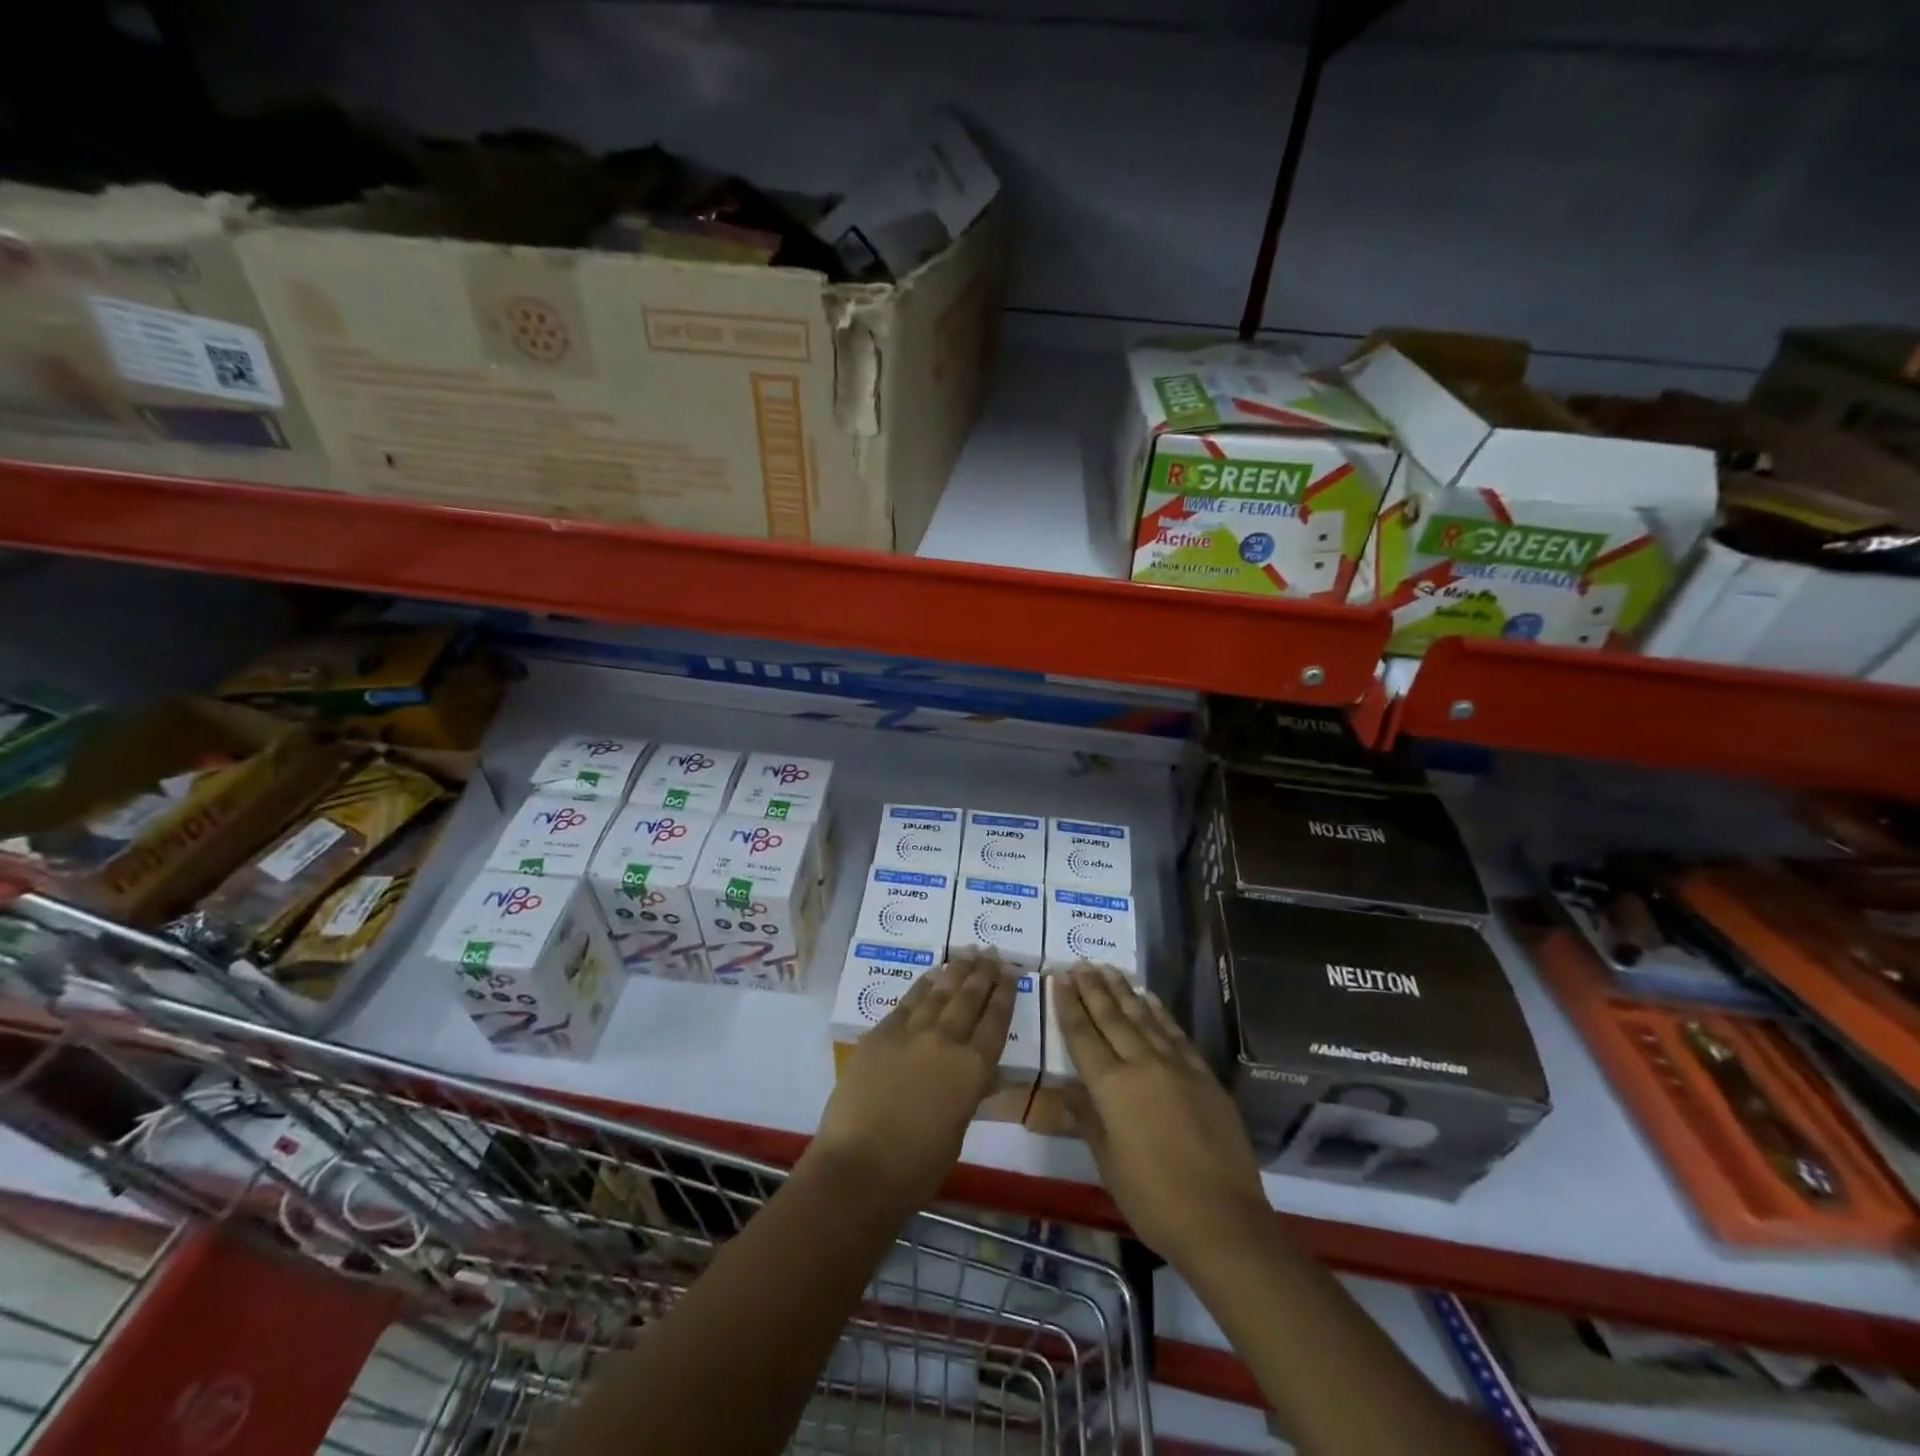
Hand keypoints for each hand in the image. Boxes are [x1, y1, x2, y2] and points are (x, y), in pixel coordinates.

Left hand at [812, 949, 1015, 1212]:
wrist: (860, 1167)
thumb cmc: (917, 1166)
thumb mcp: (958, 1129)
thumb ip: (968, 1092)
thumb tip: (977, 1073)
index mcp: (974, 1070)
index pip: (996, 1021)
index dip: (1005, 994)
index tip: (1010, 973)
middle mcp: (947, 1041)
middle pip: (970, 999)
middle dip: (984, 974)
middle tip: (992, 953)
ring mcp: (912, 1032)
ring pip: (941, 992)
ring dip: (957, 971)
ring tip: (968, 953)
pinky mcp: (882, 1033)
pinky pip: (909, 1000)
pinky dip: (924, 984)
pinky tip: (933, 974)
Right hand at [1057, 965, 1271, 1264]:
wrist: (1223, 1221)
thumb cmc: (1154, 1199)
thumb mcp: (1108, 1163)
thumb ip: (1087, 1118)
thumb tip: (1066, 1090)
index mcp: (1112, 1087)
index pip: (1083, 1037)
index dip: (1069, 1007)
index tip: (1059, 979)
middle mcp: (1142, 1065)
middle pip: (1112, 1019)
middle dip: (1093, 990)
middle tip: (1080, 964)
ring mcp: (1177, 1066)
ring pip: (1143, 1018)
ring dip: (1123, 992)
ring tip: (1108, 969)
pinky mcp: (1203, 1075)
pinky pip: (1175, 1033)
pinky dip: (1159, 1012)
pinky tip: (1150, 998)